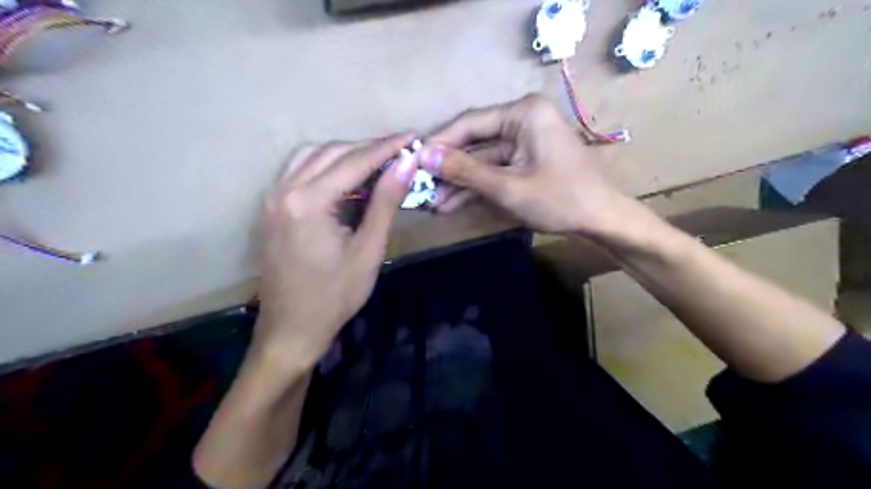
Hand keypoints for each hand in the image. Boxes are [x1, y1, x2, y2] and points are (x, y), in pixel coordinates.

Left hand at [255, 134, 415, 370]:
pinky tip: (345, 179)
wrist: (291, 329)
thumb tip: (406, 164)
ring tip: (375, 163)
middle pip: (331, 152)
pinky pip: (299, 172)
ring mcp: (272, 198)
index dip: (387, 147)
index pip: (354, 161)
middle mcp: (284, 190)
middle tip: (399, 151)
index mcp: (309, 201)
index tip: (412, 136)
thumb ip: (385, 202)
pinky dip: (325, 166)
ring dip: (345, 154)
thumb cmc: (335, 296)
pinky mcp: (271, 209)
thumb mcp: (368, 250)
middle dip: (367, 148)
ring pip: (311, 157)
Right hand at [422, 93, 633, 235]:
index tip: (413, 161)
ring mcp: (524, 143)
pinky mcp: (526, 162)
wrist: (602, 221)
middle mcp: (522, 121)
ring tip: (432, 203)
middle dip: (448, 169)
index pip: (469, 124)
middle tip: (420, 186)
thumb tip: (423, 156)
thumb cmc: (560, 199)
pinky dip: (476, 188)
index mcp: (522, 114)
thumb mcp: (508, 186)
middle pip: (474, 143)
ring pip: (482, 161)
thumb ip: (465, 171)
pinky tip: (451, 204)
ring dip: (459, 183)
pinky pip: (495, 172)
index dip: (440, 144)